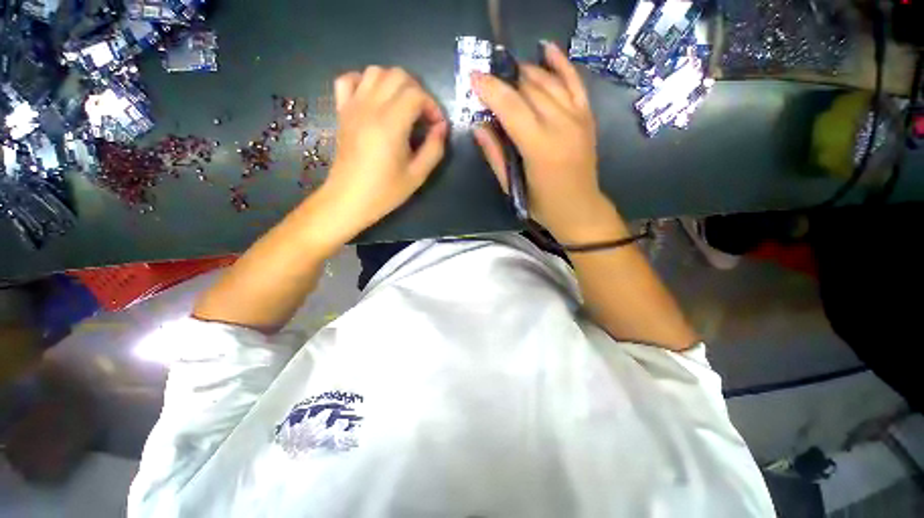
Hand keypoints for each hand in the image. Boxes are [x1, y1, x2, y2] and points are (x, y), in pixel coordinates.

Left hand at [317, 67, 447, 242]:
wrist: (349, 199)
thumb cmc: (385, 191)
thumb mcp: (417, 175)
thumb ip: (434, 149)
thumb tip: (442, 128)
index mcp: (391, 124)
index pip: (417, 95)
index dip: (433, 107)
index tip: (437, 127)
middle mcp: (371, 107)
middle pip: (398, 75)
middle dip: (418, 91)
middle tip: (423, 116)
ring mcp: (353, 107)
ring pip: (375, 71)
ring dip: (394, 83)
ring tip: (403, 107)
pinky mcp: (342, 112)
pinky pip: (348, 80)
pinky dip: (364, 82)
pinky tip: (374, 99)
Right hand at [472, 41, 614, 242]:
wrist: (580, 208)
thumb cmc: (542, 205)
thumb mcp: (512, 187)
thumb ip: (495, 155)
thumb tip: (478, 127)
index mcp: (540, 147)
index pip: (511, 107)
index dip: (491, 89)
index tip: (473, 78)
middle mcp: (561, 126)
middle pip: (528, 89)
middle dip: (504, 80)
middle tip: (487, 81)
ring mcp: (577, 118)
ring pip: (548, 81)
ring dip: (525, 72)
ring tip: (507, 73)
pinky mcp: (587, 116)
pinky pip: (574, 82)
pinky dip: (560, 64)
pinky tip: (546, 49)